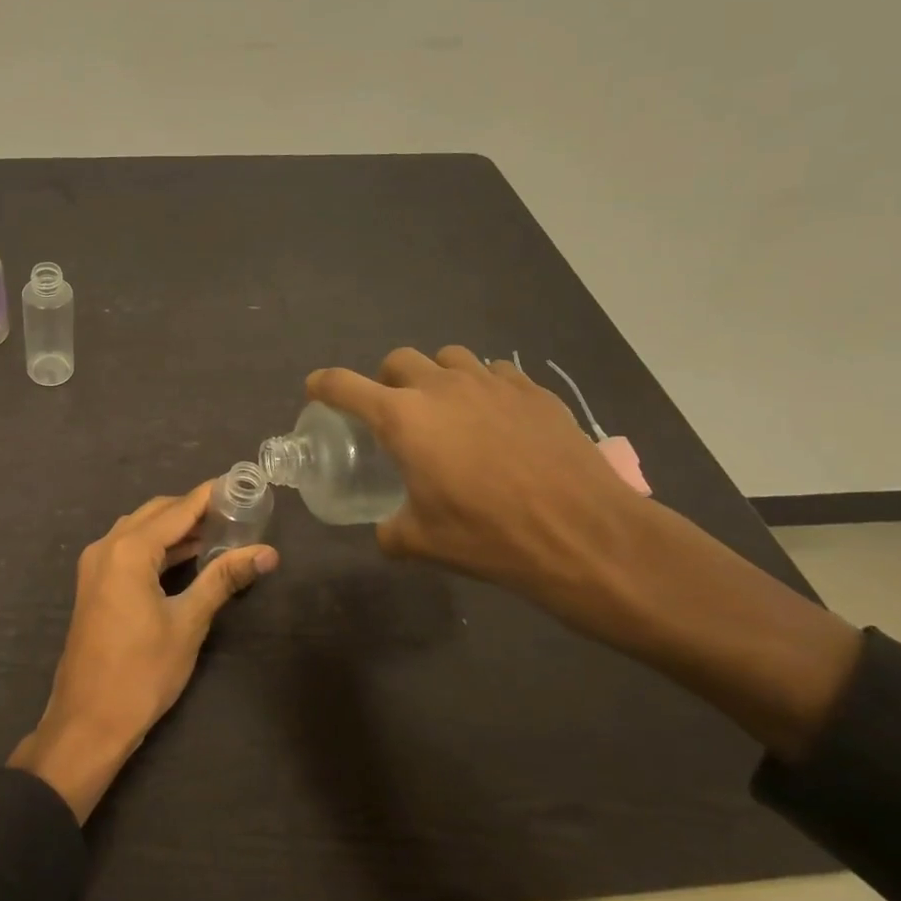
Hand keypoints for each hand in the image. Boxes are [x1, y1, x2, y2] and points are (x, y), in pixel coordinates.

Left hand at [9, 482, 278, 822]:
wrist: (88, 721)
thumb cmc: (142, 672)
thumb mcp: (188, 623)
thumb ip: (223, 579)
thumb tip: (267, 553)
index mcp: (128, 550)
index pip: (178, 510)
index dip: (209, 496)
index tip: (239, 484)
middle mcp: (106, 546)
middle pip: (155, 513)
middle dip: (193, 510)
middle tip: (234, 513)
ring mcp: (95, 565)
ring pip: (139, 530)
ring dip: (174, 529)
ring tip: (218, 532)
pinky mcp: (93, 584)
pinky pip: (128, 549)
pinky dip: (157, 547)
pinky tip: (185, 557)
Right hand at [308, 347, 649, 632]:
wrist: (584, 534)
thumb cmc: (490, 536)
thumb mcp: (424, 543)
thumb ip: (391, 531)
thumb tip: (387, 531)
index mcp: (403, 418)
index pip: (344, 386)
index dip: (323, 385)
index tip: (316, 389)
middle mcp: (441, 388)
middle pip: (397, 359)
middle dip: (386, 380)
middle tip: (394, 412)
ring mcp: (491, 383)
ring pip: (448, 357)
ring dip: (436, 376)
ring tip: (447, 409)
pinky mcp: (533, 391)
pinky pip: (496, 372)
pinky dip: (484, 386)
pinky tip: (496, 418)